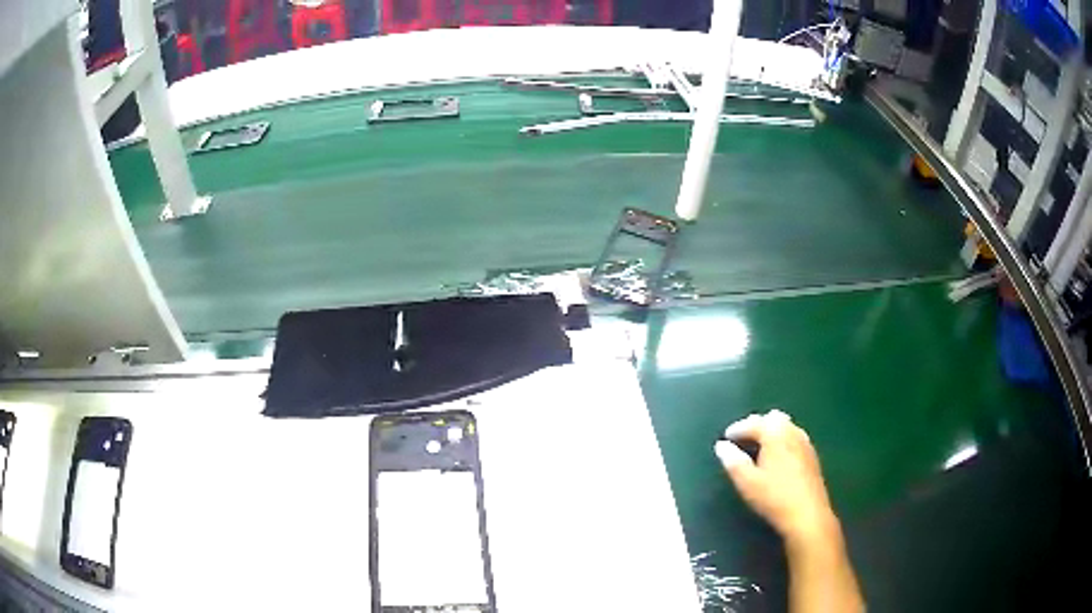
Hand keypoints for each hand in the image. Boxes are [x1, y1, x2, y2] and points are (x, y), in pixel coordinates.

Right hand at [715, 410, 837, 545]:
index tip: (726, 439)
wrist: (807, 514)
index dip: (738, 429)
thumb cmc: (773, 497)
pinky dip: (782, 441)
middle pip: (773, 418)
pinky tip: (777, 459)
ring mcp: (805, 443)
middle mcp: (792, 432)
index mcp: (775, 434)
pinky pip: (794, 438)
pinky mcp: (812, 456)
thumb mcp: (747, 482)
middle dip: (757, 425)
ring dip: (771, 432)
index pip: (753, 423)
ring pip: (786, 427)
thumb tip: (721, 446)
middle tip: (742, 439)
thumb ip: (732, 461)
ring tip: (758, 448)